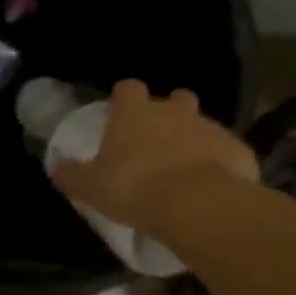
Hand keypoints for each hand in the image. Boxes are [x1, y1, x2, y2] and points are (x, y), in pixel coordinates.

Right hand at [51, 80, 258, 237]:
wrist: (197, 205)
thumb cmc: (134, 188)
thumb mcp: (91, 187)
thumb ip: (73, 176)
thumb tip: (57, 169)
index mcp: (135, 113)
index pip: (128, 89)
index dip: (124, 101)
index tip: (120, 117)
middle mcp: (174, 111)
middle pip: (174, 99)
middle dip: (169, 114)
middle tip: (158, 143)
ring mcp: (210, 128)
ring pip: (202, 126)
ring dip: (194, 142)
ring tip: (185, 173)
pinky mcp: (238, 150)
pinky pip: (226, 153)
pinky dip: (220, 166)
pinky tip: (212, 188)